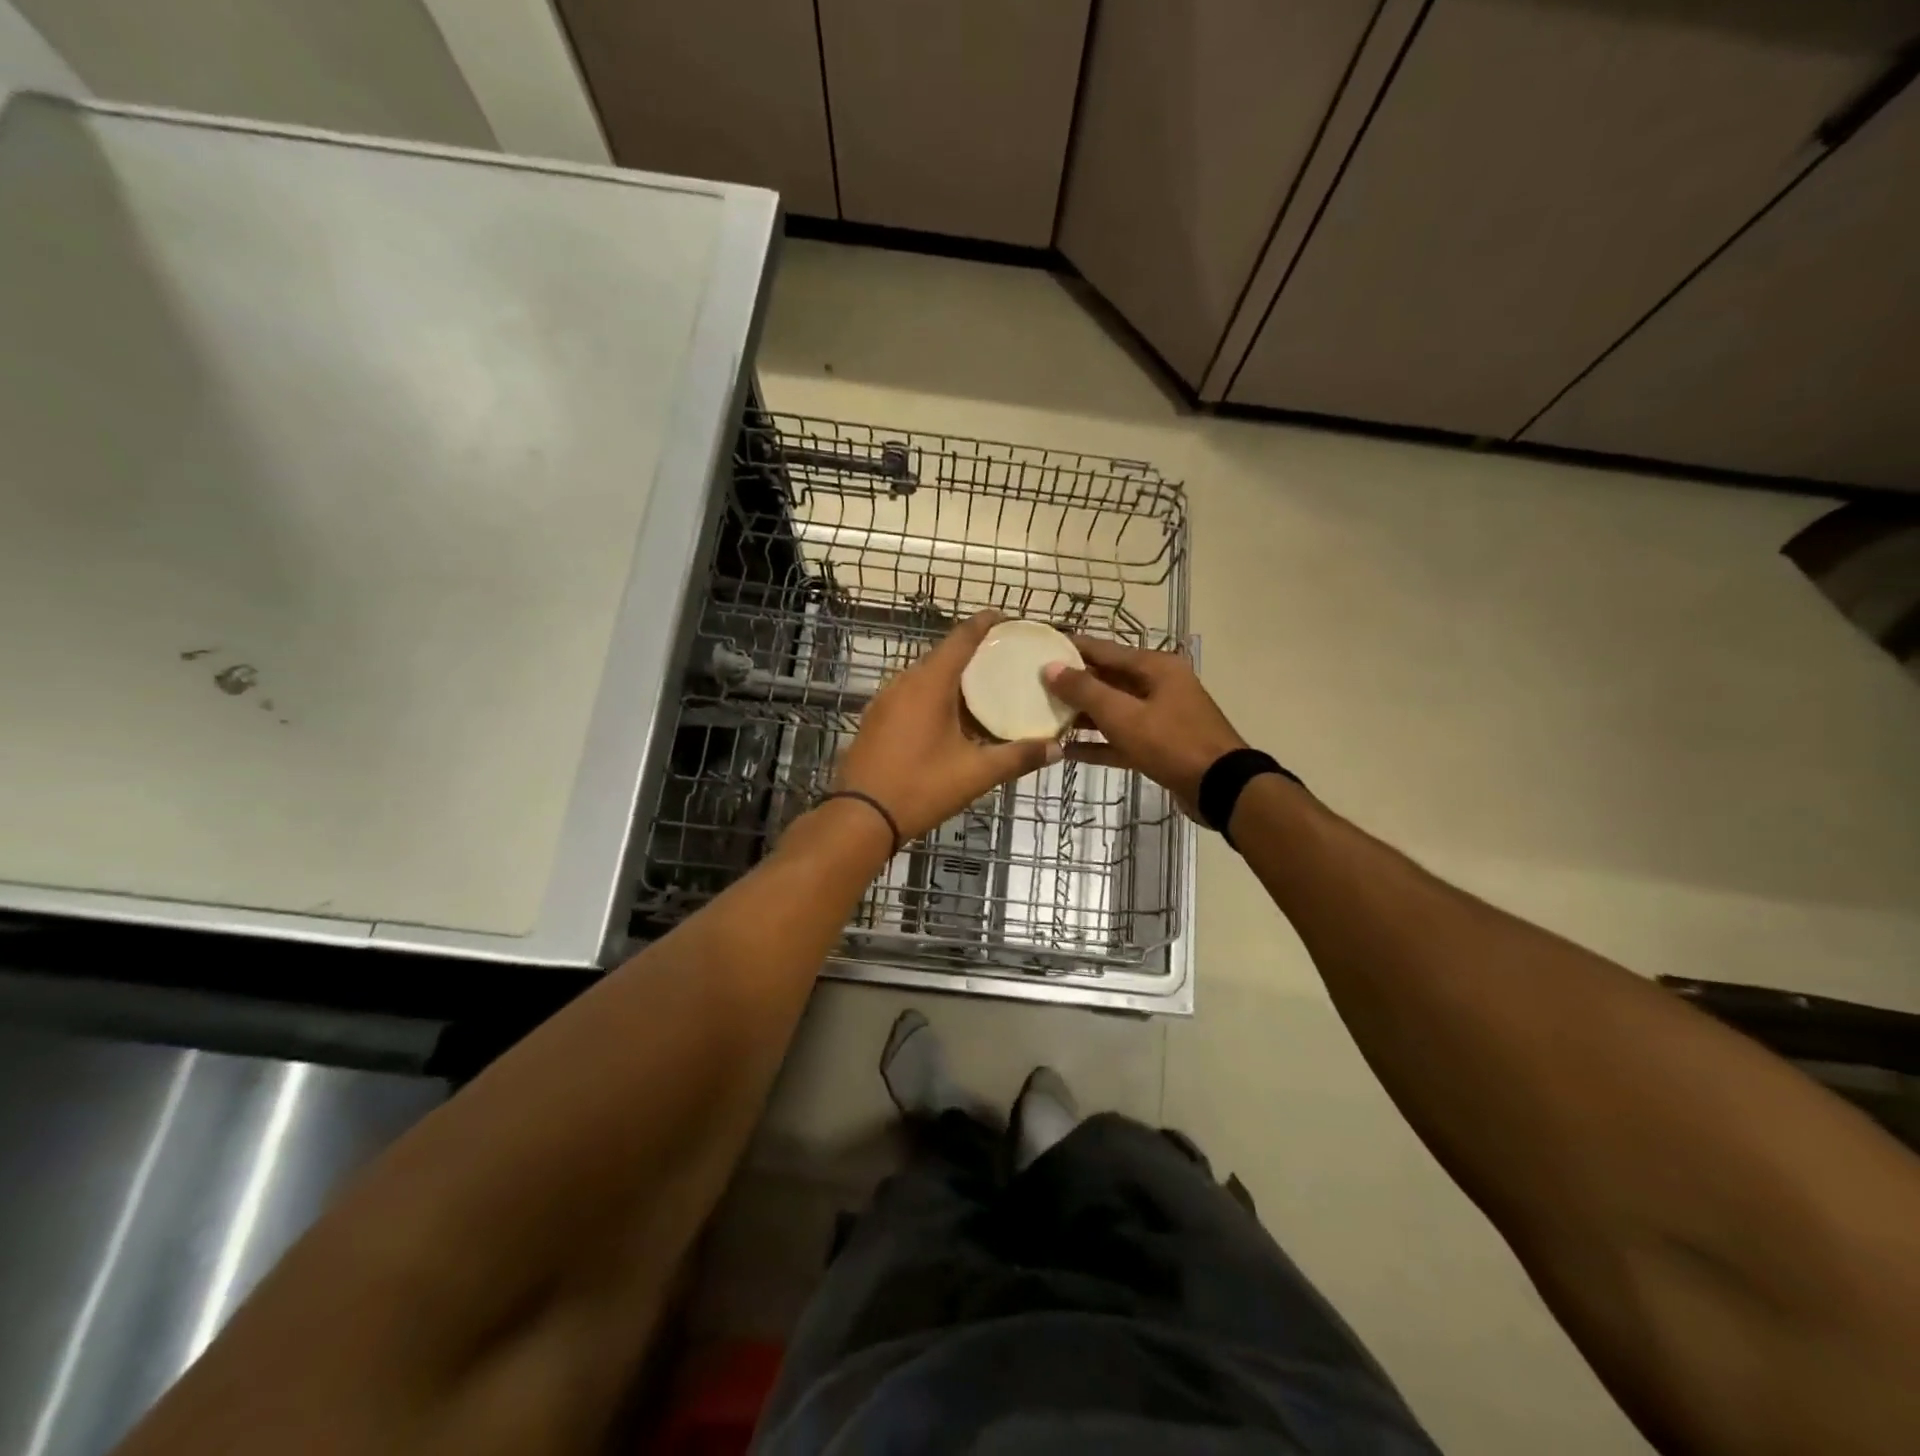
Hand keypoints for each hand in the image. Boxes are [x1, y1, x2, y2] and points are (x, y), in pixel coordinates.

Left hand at [833, 611, 1062, 840]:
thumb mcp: (975, 774)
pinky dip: (934, 696)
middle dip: (974, 653)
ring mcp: (885, 700)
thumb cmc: (920, 787)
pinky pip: (911, 695)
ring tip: (985, 688)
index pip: (961, 638)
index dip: (985, 624)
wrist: (859, 817)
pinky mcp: (876, 719)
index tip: (1007, 618)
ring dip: (953, 678)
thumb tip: (1056, 749)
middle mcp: (904, 682)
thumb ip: (1017, 757)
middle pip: (943, 656)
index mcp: (929, 684)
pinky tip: (952, 717)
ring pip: (925, 677)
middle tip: (1006, 659)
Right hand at [1043, 637, 1247, 816]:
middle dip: (1073, 683)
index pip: (1104, 650)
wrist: (1220, 788)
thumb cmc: (1170, 742)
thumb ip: (1084, 690)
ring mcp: (1161, 717)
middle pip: (1108, 679)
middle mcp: (1159, 686)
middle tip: (1035, 684)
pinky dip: (1098, 743)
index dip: (1071, 648)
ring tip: (1044, 716)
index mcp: (1155, 667)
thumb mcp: (1123, 715)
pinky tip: (1066, 751)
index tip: (1041, 646)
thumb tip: (1050, 667)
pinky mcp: (1159, 746)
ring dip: (1082, 715)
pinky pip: (1121, 739)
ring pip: (1113, 710)